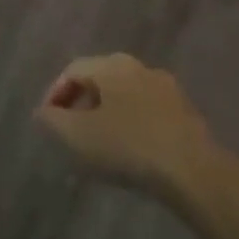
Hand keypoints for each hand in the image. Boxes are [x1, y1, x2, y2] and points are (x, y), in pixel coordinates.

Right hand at [36, 53, 213, 193]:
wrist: (196, 173)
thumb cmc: (130, 147)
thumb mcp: (79, 136)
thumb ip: (54, 122)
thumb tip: (42, 113)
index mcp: (111, 64)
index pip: (72, 70)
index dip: (55, 93)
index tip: (48, 121)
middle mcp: (138, 67)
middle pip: (100, 81)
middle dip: (82, 105)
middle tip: (71, 133)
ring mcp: (166, 89)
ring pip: (126, 98)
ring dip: (109, 117)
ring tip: (101, 147)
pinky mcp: (187, 115)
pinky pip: (148, 115)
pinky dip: (133, 128)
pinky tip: (132, 155)